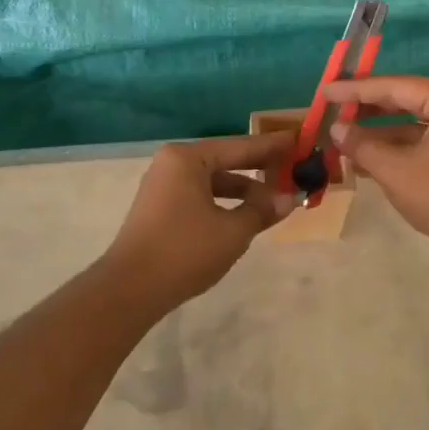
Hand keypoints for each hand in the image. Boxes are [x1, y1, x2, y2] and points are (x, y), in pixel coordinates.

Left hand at [102, 132, 295, 308]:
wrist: (131, 289)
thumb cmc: (185, 251)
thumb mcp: (233, 231)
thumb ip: (262, 210)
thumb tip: (289, 199)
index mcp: (187, 158)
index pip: (239, 147)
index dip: (272, 146)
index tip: (298, 140)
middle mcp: (172, 164)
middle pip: (225, 160)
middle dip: (258, 168)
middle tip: (293, 167)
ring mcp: (163, 187)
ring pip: (213, 181)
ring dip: (243, 190)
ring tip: (275, 200)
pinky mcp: (160, 209)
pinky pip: (200, 196)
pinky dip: (224, 202)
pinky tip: (245, 215)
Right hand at [323, 77, 428, 267]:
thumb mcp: (395, 171)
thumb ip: (363, 145)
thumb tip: (337, 129)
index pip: (394, 86)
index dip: (355, 90)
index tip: (325, 92)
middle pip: (404, 99)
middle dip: (367, 108)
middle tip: (332, 109)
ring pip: (411, 122)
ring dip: (378, 132)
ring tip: (342, 138)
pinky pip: (421, 140)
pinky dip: (395, 148)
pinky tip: (365, 160)